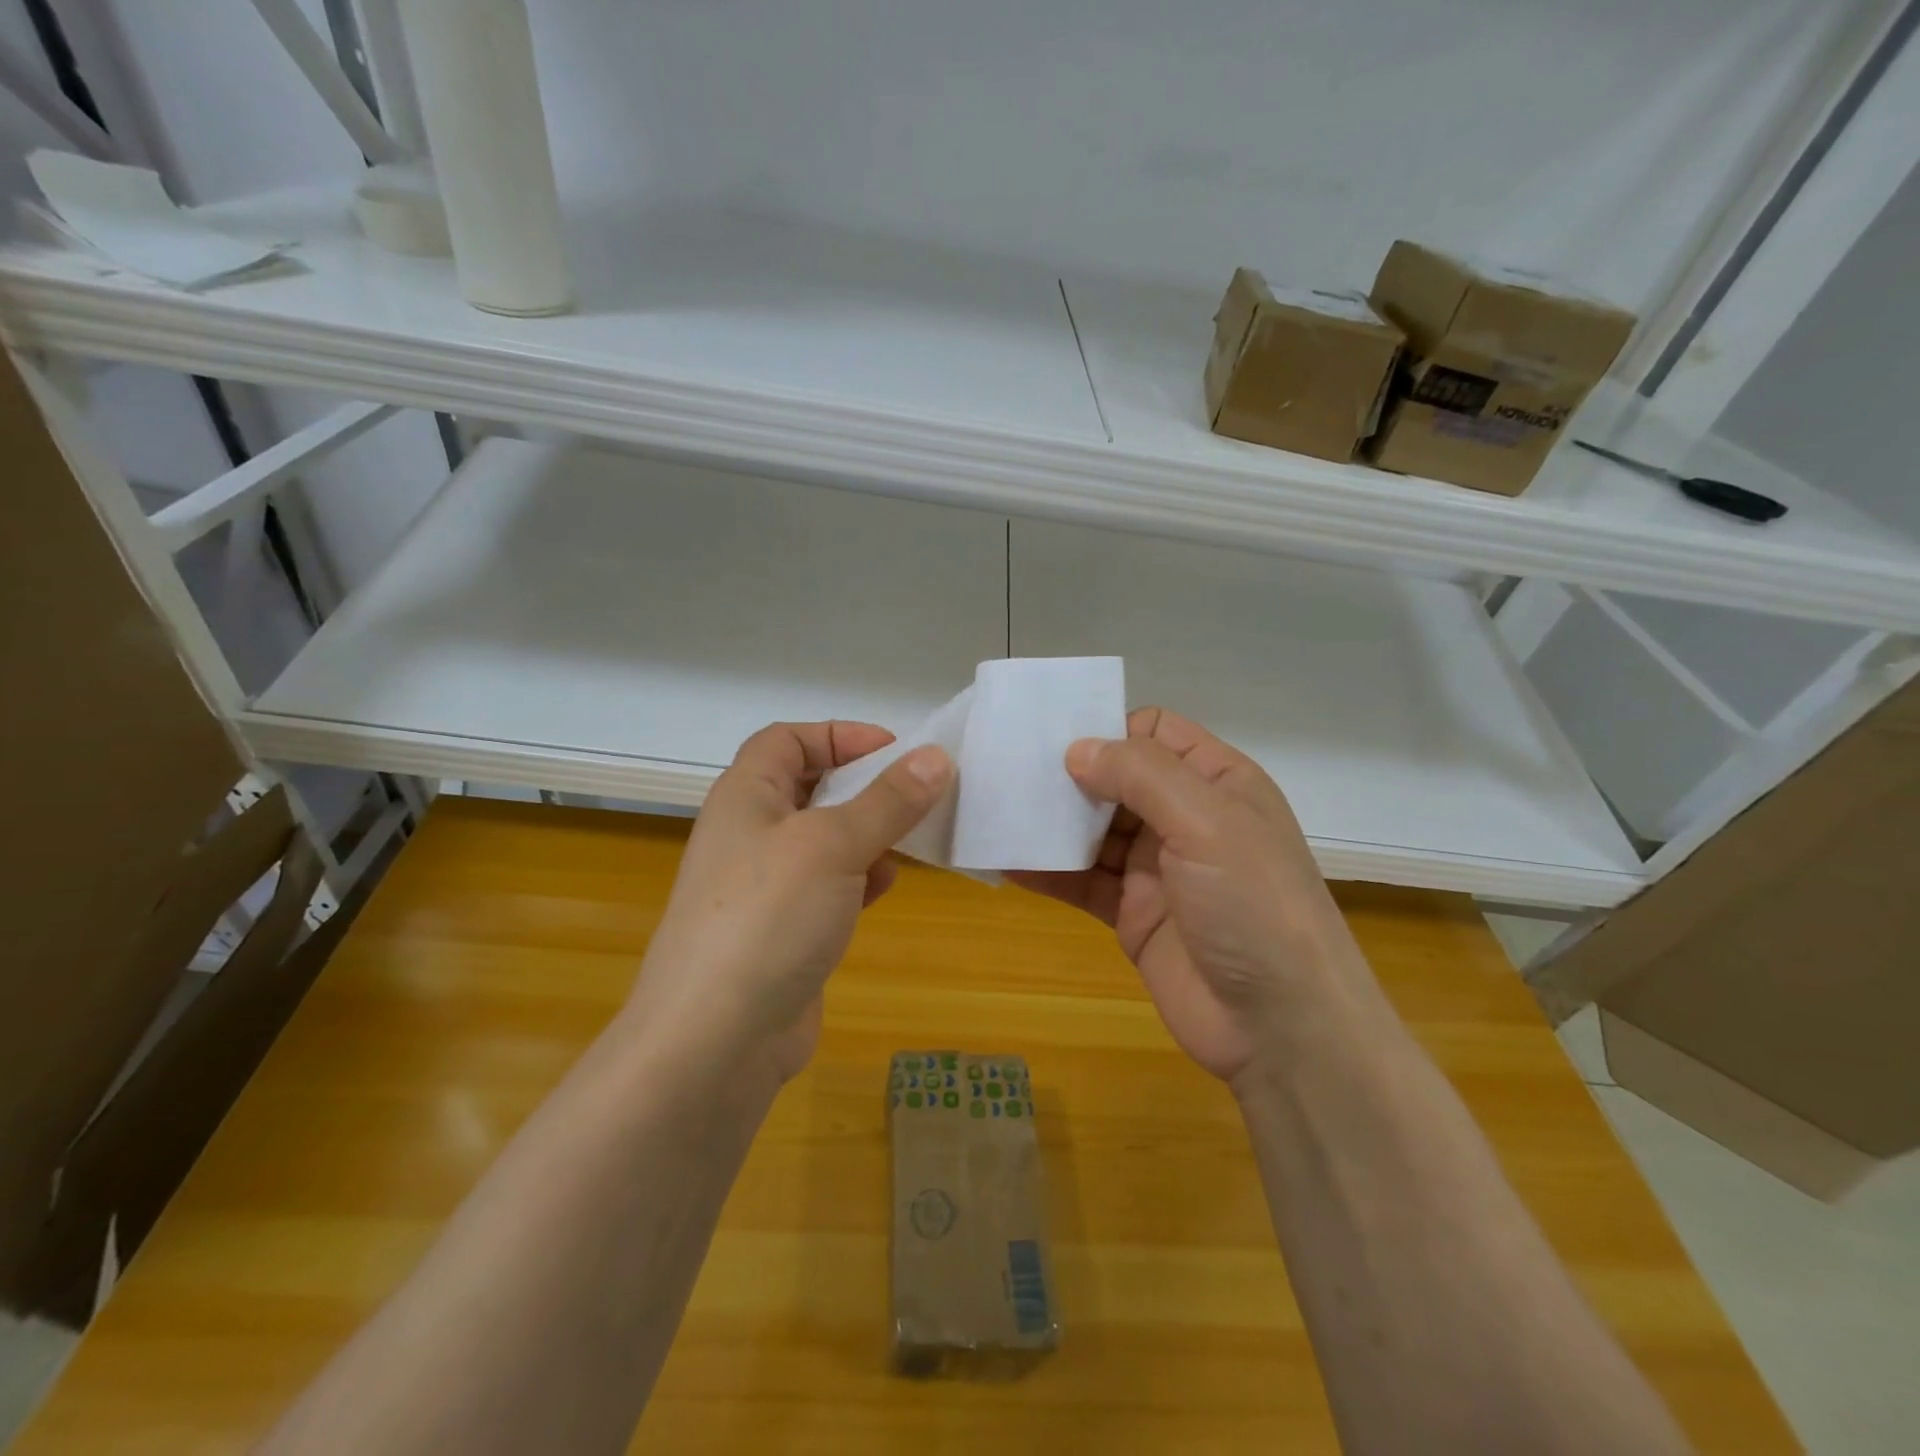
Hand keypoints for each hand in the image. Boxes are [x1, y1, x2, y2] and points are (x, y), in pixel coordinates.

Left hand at [628, 721, 951, 1089]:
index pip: (788, 740)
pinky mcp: (785, 930)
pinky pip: (829, 886)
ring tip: (911, 840)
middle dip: (864, 787)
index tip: (895, 750)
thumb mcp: (833, 845)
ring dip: (868, 834)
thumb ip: (888, 801)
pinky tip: (885, 887)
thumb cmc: (768, 917)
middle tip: (917, 794)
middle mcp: (751, 833)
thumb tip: (937, 757)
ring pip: (826, 840)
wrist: (715, 1041)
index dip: (839, 735)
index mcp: (746, 796)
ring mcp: (766, 886)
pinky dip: (860, 878)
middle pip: (811, 788)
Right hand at [1013, 708, 1376, 1084]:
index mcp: (1216, 782)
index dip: (1110, 730)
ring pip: (1093, 830)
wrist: (1279, 1027)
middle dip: (1067, 774)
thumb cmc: (1253, 904)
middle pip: (1116, 780)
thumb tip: (1076, 749)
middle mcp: (1185, 818)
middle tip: (1008, 770)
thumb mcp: (1206, 820)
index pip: (1155, 733)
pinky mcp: (1133, 913)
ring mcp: (1157, 868)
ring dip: (1050, 823)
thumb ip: (1140, 774)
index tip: (1057, 740)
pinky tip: (1005, 861)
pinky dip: (1047, 870)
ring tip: (995, 809)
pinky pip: (1082, 881)